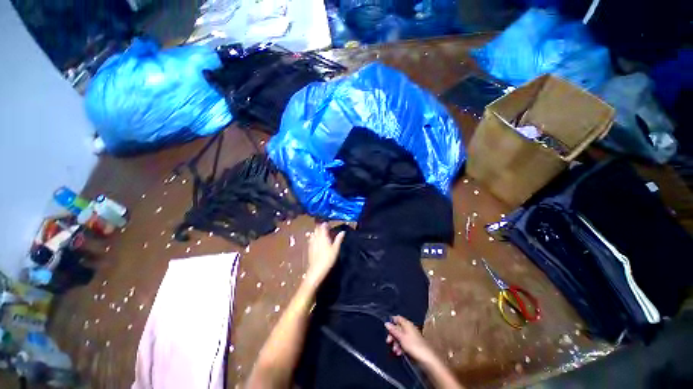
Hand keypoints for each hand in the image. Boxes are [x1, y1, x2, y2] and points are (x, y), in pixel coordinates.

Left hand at [305, 223, 344, 286]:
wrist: (316, 270)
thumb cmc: (328, 259)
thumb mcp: (335, 249)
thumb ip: (338, 239)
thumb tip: (343, 231)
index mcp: (323, 236)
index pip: (323, 226)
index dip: (326, 224)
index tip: (329, 224)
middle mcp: (316, 237)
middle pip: (317, 228)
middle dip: (321, 227)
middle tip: (326, 228)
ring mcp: (311, 242)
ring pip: (313, 233)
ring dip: (317, 232)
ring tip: (321, 233)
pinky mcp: (309, 247)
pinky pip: (310, 239)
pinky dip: (313, 237)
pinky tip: (316, 240)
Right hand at [385, 316, 436, 363]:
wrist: (427, 358)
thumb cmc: (413, 345)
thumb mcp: (401, 337)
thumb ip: (393, 330)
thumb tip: (386, 323)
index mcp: (407, 324)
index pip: (397, 318)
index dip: (392, 321)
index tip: (386, 327)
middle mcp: (409, 328)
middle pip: (398, 328)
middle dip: (392, 335)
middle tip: (388, 342)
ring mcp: (411, 336)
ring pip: (400, 337)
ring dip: (396, 343)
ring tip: (395, 350)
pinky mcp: (413, 344)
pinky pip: (404, 343)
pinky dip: (400, 347)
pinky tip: (399, 353)